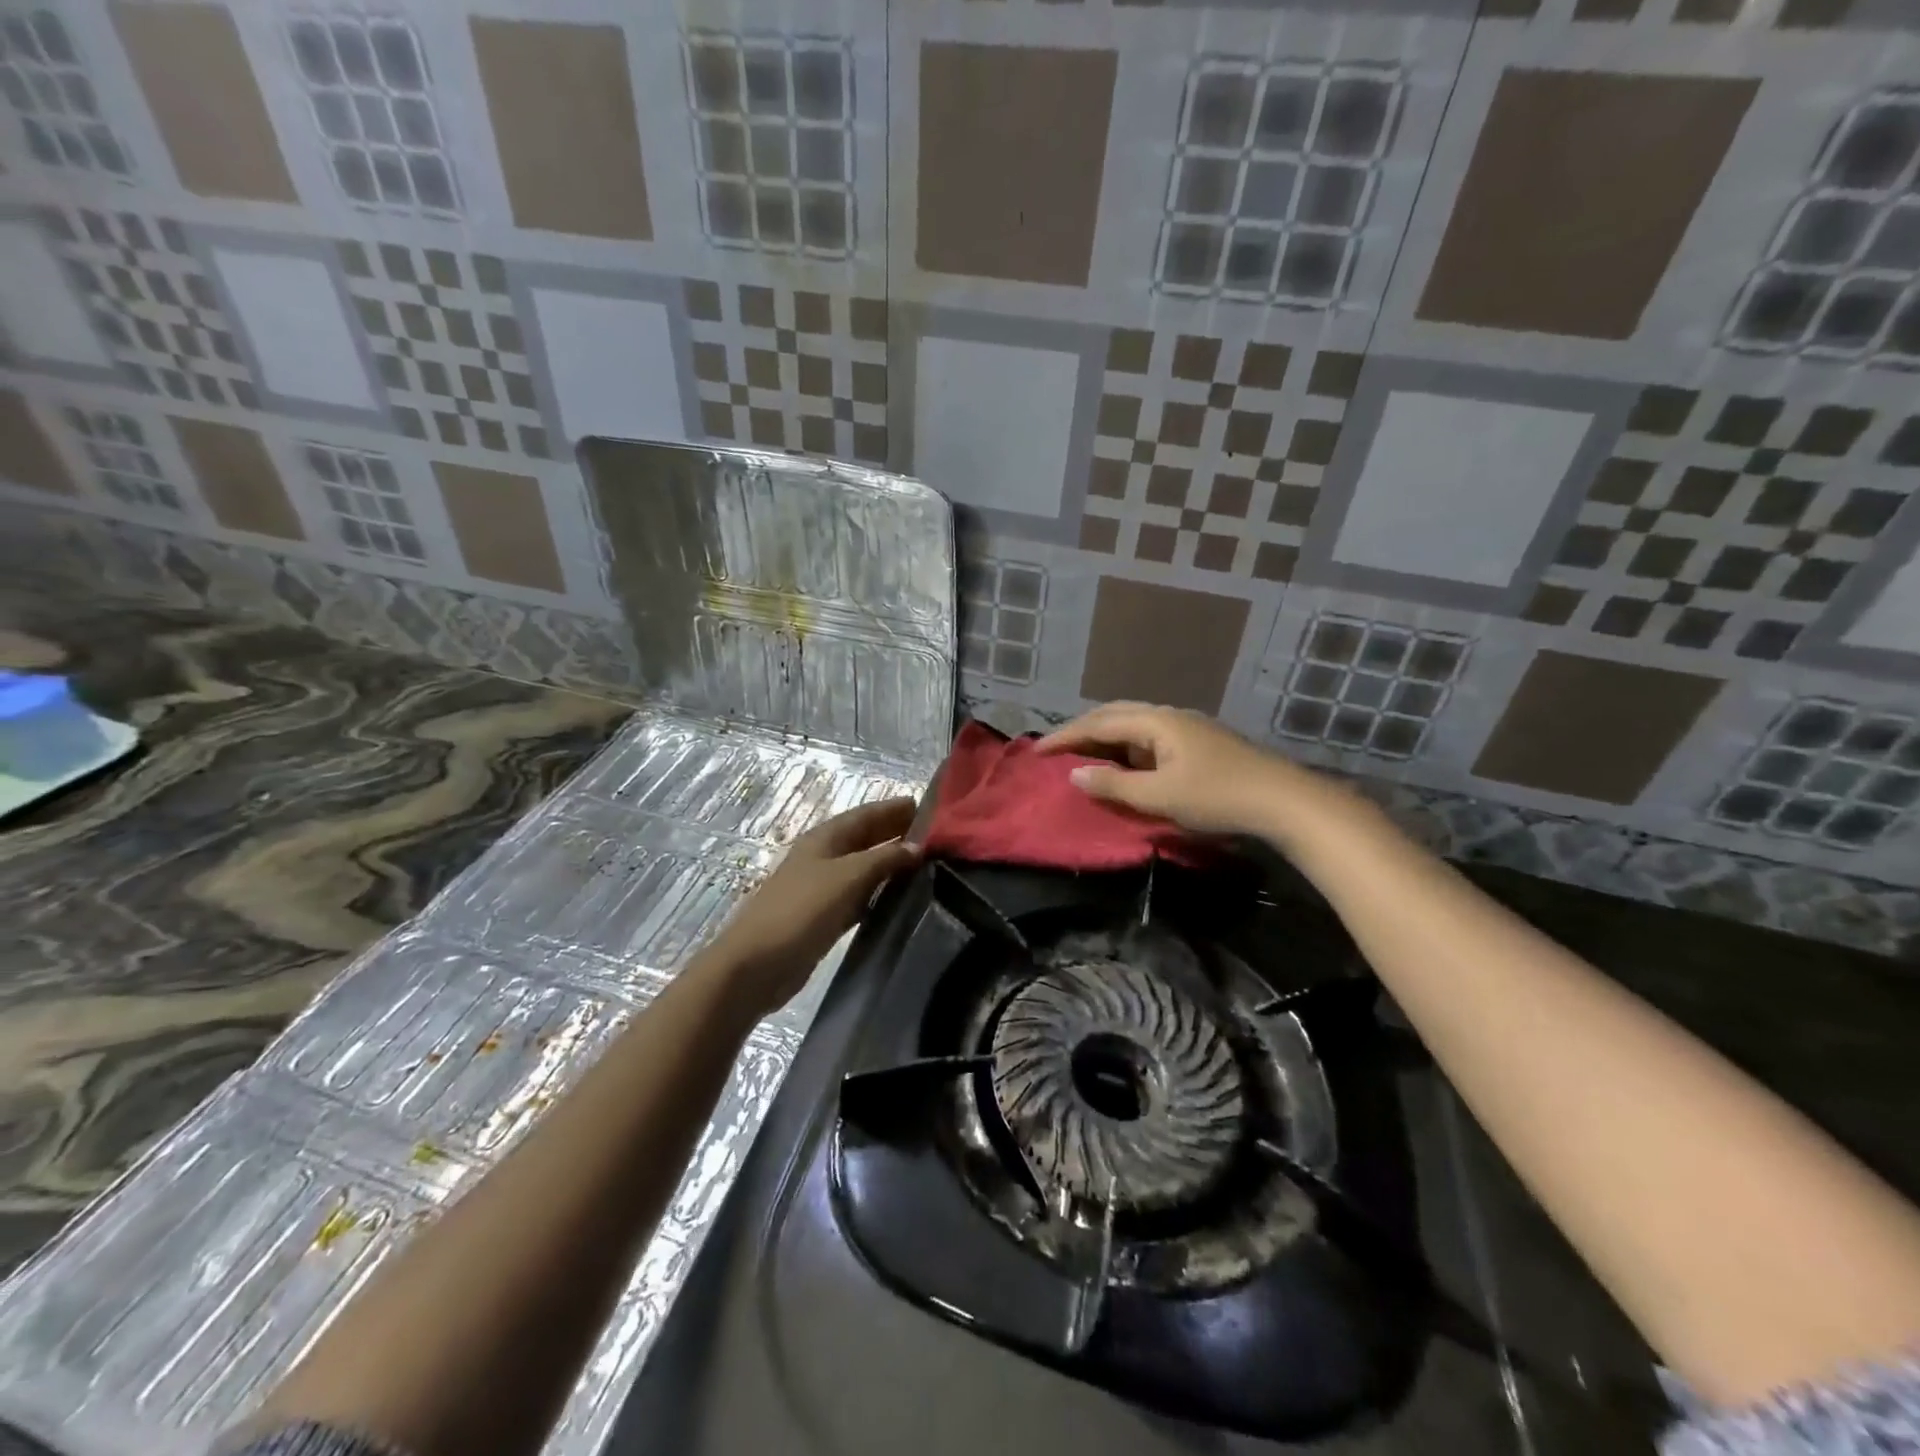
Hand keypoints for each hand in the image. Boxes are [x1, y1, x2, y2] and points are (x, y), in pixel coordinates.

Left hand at [700, 796, 920, 1020]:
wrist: (758, 964)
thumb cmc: (802, 910)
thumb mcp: (848, 876)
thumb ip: (885, 858)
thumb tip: (917, 847)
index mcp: (825, 838)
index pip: (866, 814)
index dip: (894, 808)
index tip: (931, 807)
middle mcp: (824, 856)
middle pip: (865, 838)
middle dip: (896, 832)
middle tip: (937, 836)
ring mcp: (822, 887)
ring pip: (864, 867)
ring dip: (891, 863)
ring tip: (927, 864)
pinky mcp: (824, 916)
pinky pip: (859, 896)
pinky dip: (879, 892)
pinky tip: (901, 898)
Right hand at [1037, 701, 1346, 840]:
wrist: (1285, 801)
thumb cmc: (1218, 797)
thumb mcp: (1160, 796)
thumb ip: (1114, 785)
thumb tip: (1076, 774)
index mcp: (1157, 721)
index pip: (1099, 723)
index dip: (1065, 737)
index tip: (1036, 751)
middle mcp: (1169, 716)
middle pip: (1115, 715)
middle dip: (1082, 730)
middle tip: (1056, 748)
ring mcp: (1187, 729)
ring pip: (1134, 726)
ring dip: (1105, 737)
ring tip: (1082, 755)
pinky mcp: (1199, 745)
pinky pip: (1149, 739)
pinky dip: (1126, 748)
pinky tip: (1123, 764)